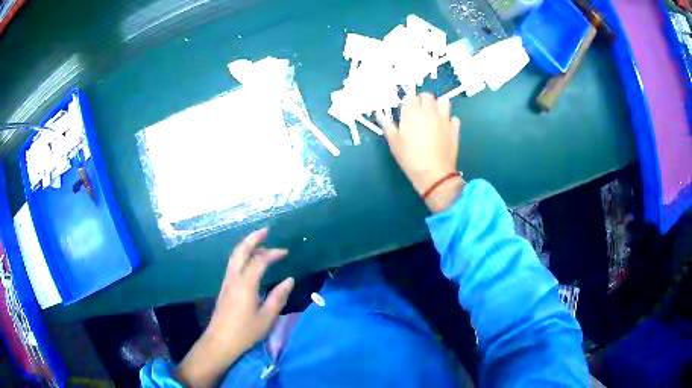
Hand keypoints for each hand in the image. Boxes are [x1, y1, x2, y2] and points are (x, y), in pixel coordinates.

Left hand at [175, 228, 293, 386]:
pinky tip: (249, 261)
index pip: (259, 260)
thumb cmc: (245, 331)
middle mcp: (234, 278)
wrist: (221, 340)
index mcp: (246, 284)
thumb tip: (289, 280)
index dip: (273, 253)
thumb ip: (278, 297)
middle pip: (241, 250)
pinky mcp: (224, 287)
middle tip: (266, 230)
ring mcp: (227, 281)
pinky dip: (242, 255)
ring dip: (247, 246)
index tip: (285, 252)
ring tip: (260, 243)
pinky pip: (233, 264)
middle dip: (253, 238)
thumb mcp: (267, 317)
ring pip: (235, 256)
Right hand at [378, 93, 464, 212]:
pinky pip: (453, 118)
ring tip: (433, 115)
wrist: (434, 174)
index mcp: (412, 112)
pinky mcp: (455, 129)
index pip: (410, 96)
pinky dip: (449, 120)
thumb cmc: (410, 158)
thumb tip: (380, 114)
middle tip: (418, 112)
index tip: (405, 109)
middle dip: (422, 100)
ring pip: (444, 102)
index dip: (407, 101)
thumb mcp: (394, 143)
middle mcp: (430, 111)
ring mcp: (444, 119)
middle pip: (427, 96)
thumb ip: (387, 125)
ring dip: (438, 105)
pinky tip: (444, 128)